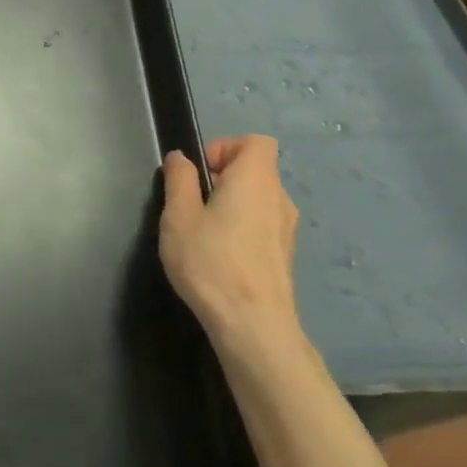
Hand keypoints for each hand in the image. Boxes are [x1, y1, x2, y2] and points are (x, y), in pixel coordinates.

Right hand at [160, 135, 301, 355]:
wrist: (253, 325)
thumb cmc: (211, 263)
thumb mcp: (179, 216)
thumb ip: (179, 180)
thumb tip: (181, 158)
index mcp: (255, 180)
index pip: (255, 142)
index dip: (224, 147)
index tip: (199, 174)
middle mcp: (279, 198)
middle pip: (255, 169)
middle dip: (221, 177)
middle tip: (191, 204)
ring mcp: (287, 228)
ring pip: (258, 198)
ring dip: (231, 204)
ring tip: (202, 232)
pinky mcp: (284, 254)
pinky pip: (262, 223)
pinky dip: (241, 226)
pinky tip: (219, 254)